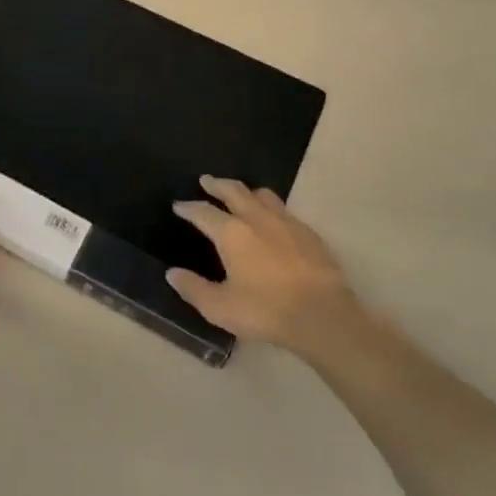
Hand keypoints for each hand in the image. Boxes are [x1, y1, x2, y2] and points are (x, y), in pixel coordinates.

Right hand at [168, 177, 367, 358]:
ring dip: (247, 192)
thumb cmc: (265, 310)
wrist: (323, 316)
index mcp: (231, 233)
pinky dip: (272, 209)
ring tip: (241, 195)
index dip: (189, 208)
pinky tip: (274, 222)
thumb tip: (172, 273)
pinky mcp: (309, 234)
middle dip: (217, 185)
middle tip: (207, 180)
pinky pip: (285, 211)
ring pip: (263, 195)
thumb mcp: (220, 307)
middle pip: (234, 191)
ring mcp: (286, 223)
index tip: (179, 205)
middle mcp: (257, 219)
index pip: (204, 212)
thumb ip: (194, 288)